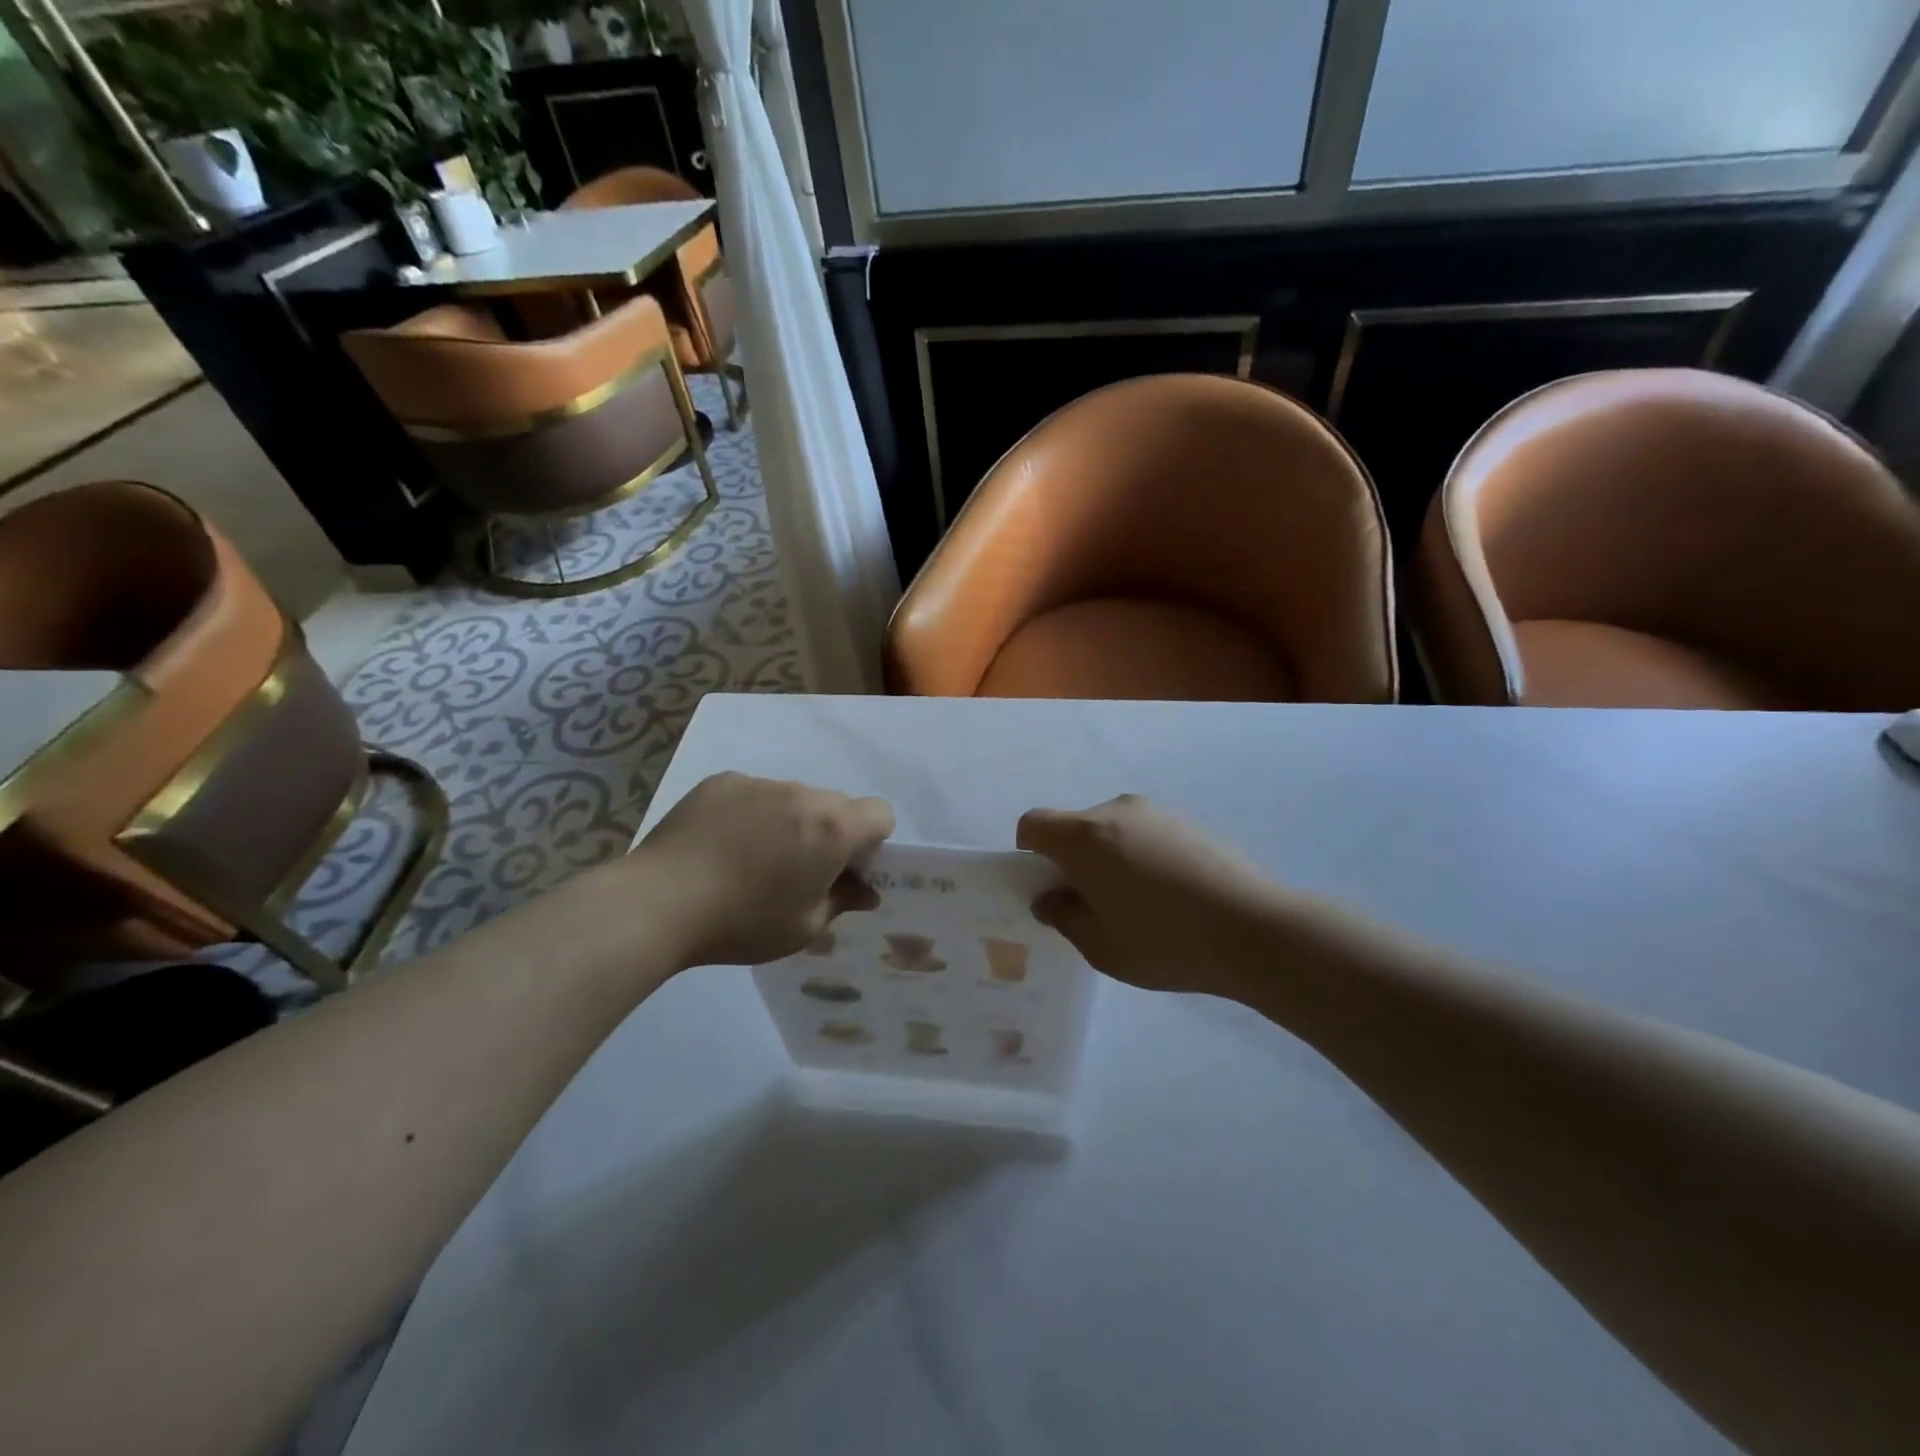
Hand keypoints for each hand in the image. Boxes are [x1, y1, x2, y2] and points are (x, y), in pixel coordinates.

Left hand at [631, 772, 894, 967]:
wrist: (659, 903)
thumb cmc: (743, 922)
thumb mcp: (804, 927)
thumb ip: (843, 902)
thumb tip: (866, 892)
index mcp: (832, 827)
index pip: (880, 813)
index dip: (871, 842)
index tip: (844, 870)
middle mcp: (802, 794)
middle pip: (836, 804)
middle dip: (831, 832)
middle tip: (798, 870)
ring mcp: (759, 783)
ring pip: (794, 798)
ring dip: (790, 821)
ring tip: (751, 858)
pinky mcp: (722, 782)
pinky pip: (755, 793)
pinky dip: (752, 813)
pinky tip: (722, 845)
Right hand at [1017, 795, 1288, 993]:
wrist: (1255, 930)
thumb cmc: (1165, 941)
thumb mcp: (1101, 946)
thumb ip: (1065, 917)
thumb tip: (1050, 899)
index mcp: (1084, 836)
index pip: (1033, 824)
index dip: (1029, 854)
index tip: (1049, 888)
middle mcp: (1116, 811)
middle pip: (1075, 827)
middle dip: (1072, 860)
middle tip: (1093, 905)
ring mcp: (1157, 813)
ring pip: (1112, 831)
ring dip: (1109, 858)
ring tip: (1139, 905)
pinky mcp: (1189, 822)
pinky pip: (1146, 834)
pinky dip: (1142, 857)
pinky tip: (1171, 897)